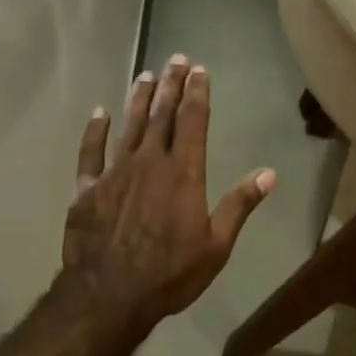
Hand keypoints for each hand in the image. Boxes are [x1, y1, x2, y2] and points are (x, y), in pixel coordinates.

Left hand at [61, 55, 275, 336]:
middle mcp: (148, 163)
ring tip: (145, 75)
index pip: (193, 122)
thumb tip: (269, 174)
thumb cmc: (170, 274)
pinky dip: (94, 131)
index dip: (197, 93)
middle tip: (176, 59)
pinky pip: (90, 153)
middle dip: (171, 85)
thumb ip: (239, 205)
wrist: (109, 295)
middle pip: (161, 115)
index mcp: (183, 173)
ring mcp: (114, 173)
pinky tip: (99, 113)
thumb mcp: (216, 245)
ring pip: (128, 126)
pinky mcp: (87, 189)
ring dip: (138, 99)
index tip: (200, 70)